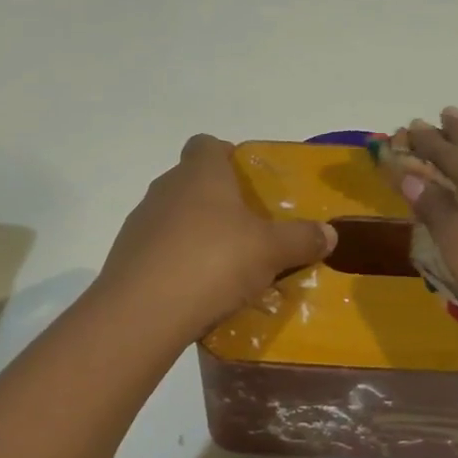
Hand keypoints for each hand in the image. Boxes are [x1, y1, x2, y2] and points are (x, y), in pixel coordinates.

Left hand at [98, 135, 337, 338]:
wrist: (142, 313)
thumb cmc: (213, 262)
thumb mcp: (271, 251)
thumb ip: (302, 238)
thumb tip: (331, 233)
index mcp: (200, 174)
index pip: (206, 144)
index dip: (227, 155)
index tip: (249, 180)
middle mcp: (165, 189)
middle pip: (192, 182)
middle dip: (219, 200)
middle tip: (249, 228)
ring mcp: (140, 224)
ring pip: (175, 218)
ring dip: (197, 233)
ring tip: (226, 266)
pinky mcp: (126, 258)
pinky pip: (160, 251)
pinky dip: (179, 262)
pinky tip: (199, 291)